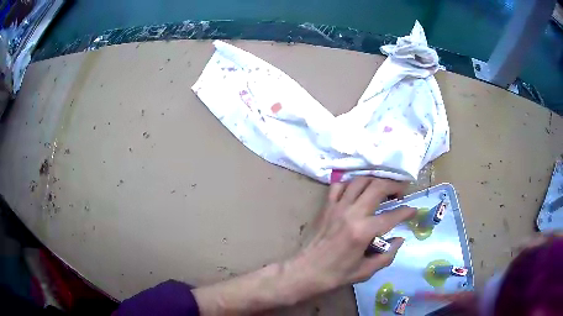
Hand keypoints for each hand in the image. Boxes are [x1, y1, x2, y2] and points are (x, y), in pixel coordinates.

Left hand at [285, 177, 415, 298]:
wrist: (306, 271)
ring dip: (375, 180)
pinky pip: (339, 186)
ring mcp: (337, 207)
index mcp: (363, 231)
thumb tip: (400, 239)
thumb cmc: (336, 274)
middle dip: (394, 185)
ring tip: (382, 188)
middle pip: (378, 187)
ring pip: (360, 180)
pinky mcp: (327, 206)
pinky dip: (351, 183)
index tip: (414, 210)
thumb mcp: (366, 271)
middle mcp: (352, 213)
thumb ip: (387, 255)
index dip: (407, 211)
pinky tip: (357, 191)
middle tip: (401, 191)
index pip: (392, 215)